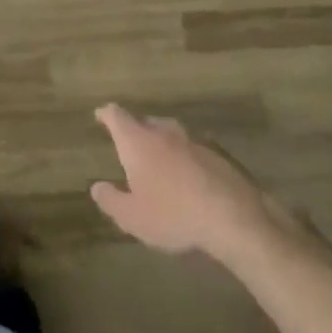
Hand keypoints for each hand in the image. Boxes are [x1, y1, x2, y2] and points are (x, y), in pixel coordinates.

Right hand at [90, 104, 283, 268]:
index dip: (106, 114)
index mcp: (138, 142)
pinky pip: (192, 149)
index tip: (100, 115)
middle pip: (145, 120)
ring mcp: (193, 141)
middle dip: (135, 128)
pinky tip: (188, 176)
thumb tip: (97, 186)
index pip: (116, 116)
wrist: (234, 218)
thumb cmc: (173, 215)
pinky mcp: (217, 154)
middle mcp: (164, 132)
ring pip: (171, 133)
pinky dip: (184, 156)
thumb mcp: (132, 217)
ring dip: (162, 142)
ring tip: (158, 159)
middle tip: (129, 144)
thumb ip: (111, 200)